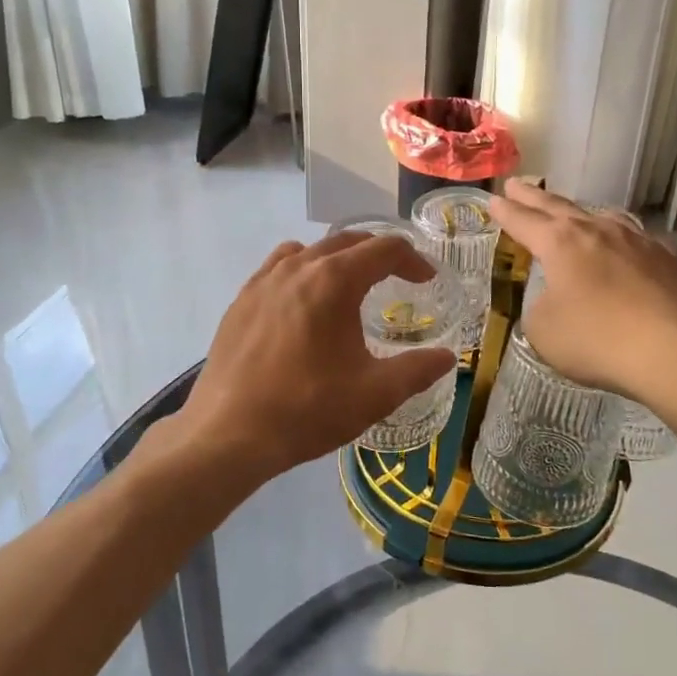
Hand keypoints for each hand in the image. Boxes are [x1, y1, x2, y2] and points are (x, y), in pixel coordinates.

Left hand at [168, 232, 459, 486]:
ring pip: (311, 251)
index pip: (383, 249)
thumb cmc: (307, 410)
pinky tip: (303, 303)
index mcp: (333, 280)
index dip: (413, 260)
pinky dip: (302, 270)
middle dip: (378, 255)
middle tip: (398, 278)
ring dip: (339, 259)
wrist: (227, 433)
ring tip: (351, 287)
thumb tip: (448, 357)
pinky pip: (279, 267)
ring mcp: (263, 280)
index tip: (426, 280)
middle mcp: (298, 267)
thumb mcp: (374, 394)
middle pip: (347, 242)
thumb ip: (417, 370)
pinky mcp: (241, 299)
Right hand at [487, 182, 676, 408]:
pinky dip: (624, 239)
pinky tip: (629, 246)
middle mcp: (598, 230)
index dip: (505, 212)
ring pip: (603, 216)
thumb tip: (554, 300)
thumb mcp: (544, 332)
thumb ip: (539, 308)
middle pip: (558, 207)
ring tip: (573, 212)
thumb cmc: (598, 341)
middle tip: (517, 184)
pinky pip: (639, 239)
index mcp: (560, 243)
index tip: (493, 200)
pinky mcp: (670, 257)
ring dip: (581, 213)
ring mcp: (638, 239)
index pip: (523, 221)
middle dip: (533, 197)